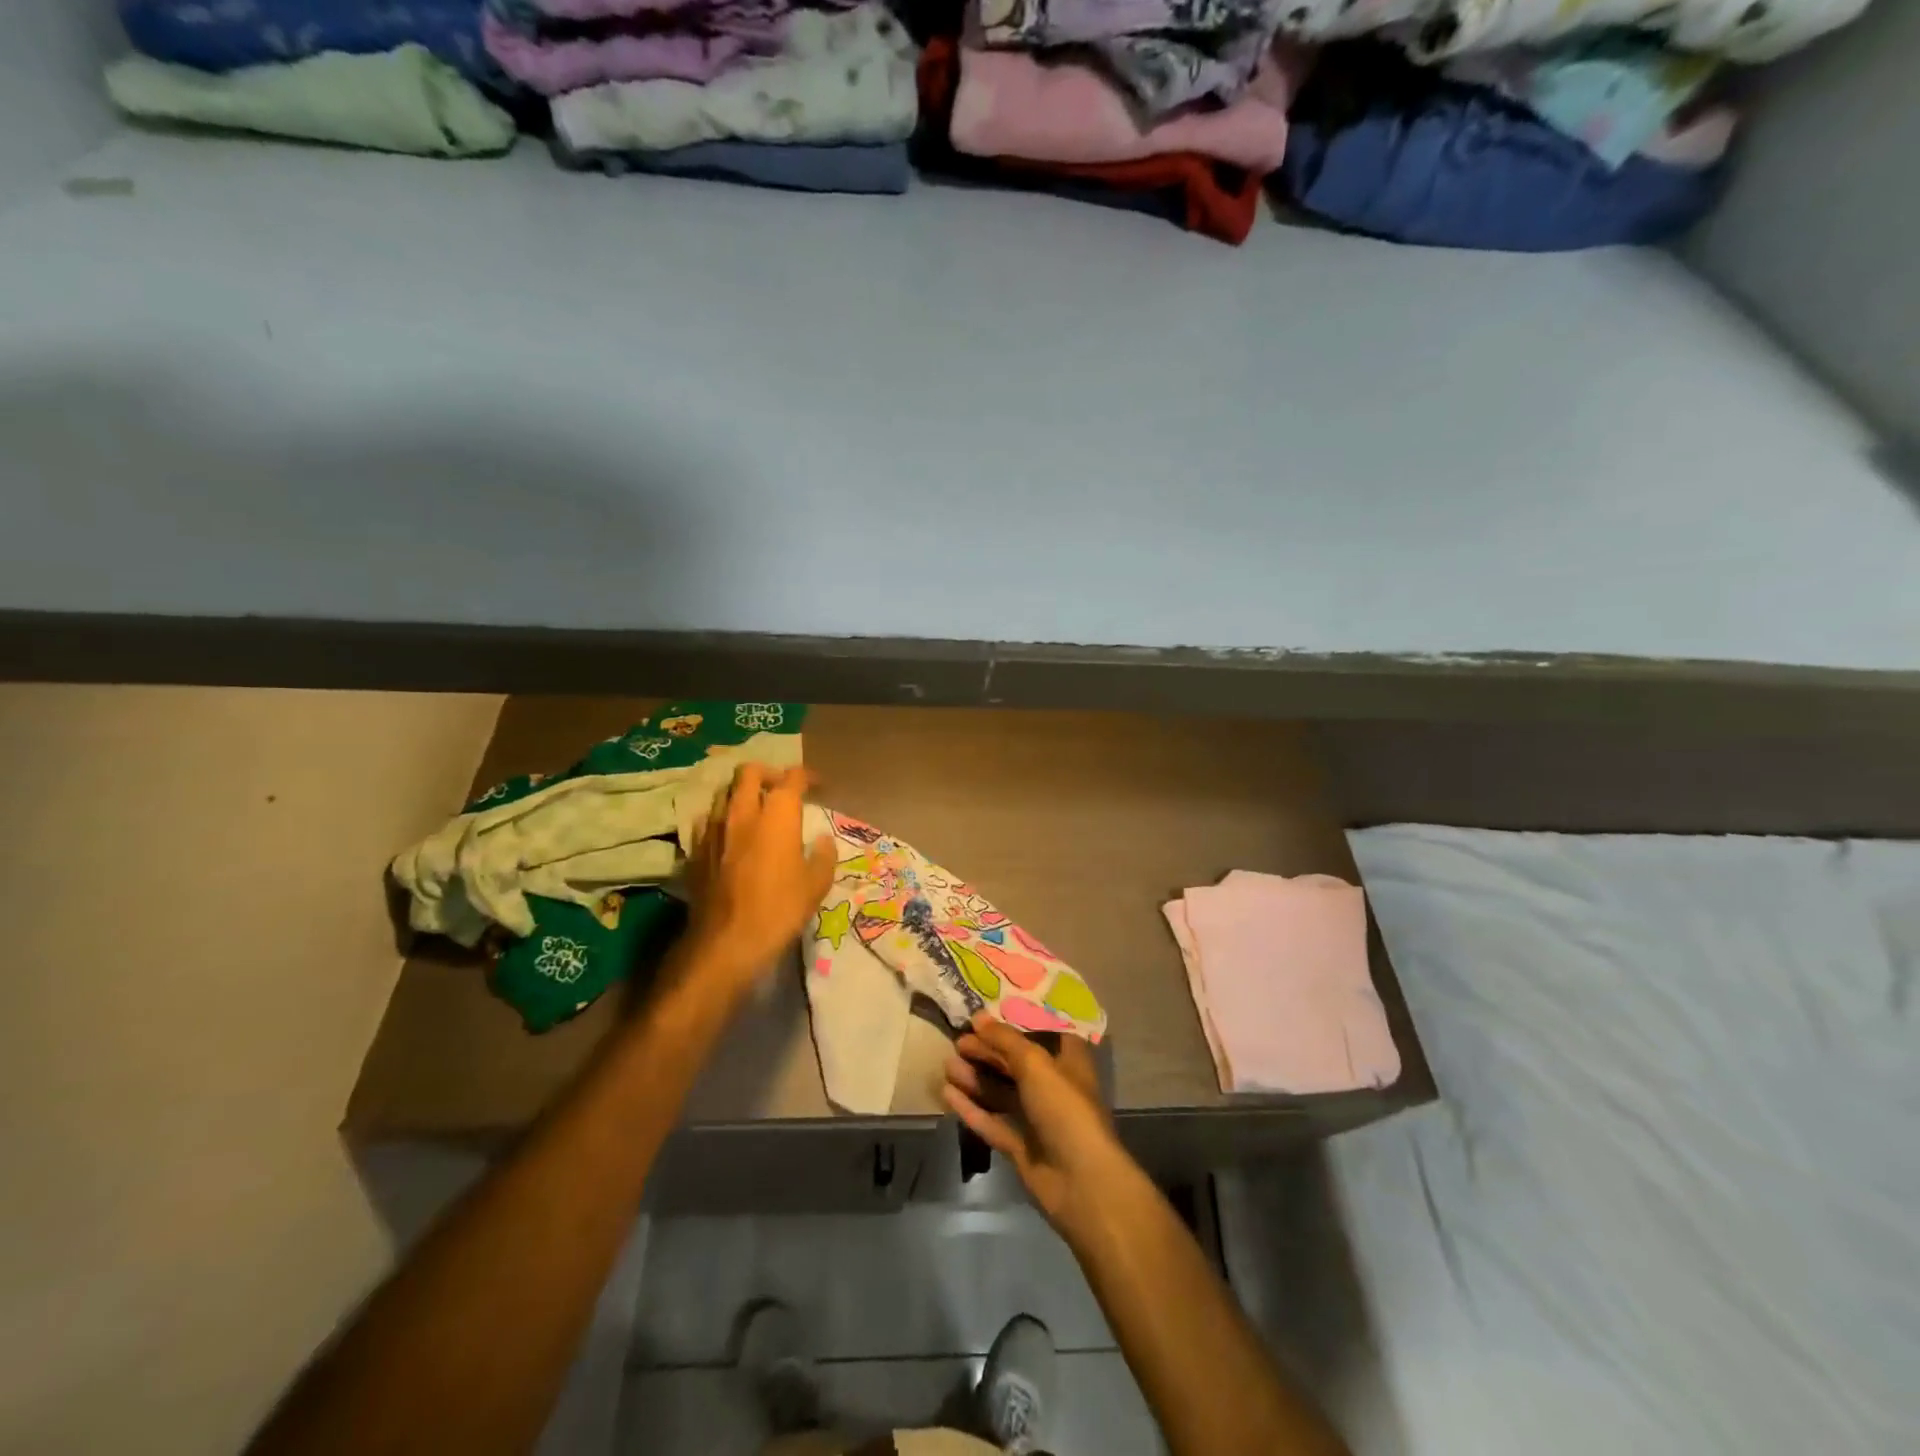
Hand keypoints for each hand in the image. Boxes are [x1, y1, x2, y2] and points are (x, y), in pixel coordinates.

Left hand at [683, 763, 835, 997]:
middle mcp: (742, 812)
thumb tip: (821, 840)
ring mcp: (713, 829)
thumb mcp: (816, 885)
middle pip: (749, 772)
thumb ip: (823, 856)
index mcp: (777, 815)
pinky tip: (729, 836)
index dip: (807, 776)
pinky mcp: (695, 849)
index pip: (792, 778)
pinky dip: (721, 819)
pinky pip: (707, 820)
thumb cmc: (779, 910)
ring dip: (741, 794)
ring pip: (724, 792)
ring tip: (754, 810)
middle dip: (767, 773)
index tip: (817, 786)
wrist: (726, 942)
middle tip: (780, 789)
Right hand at [944, 1016, 1133, 1236]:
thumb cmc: (1064, 1108)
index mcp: (1067, 1062)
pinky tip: (947, 1094)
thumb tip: (978, 1017)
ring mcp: (1036, 1119)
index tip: (987, 1018)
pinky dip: (972, 1108)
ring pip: (1001, 1092)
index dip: (1016, 1026)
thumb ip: (1005, 1040)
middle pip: (1015, 1064)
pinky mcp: (1021, 1147)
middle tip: (957, 1042)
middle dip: (987, 1052)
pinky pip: (992, 1121)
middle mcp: (1053, 1087)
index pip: (1041, 1035)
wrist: (1080, 1181)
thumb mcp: (1035, 1063)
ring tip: (947, 1065)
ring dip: (975, 1078)